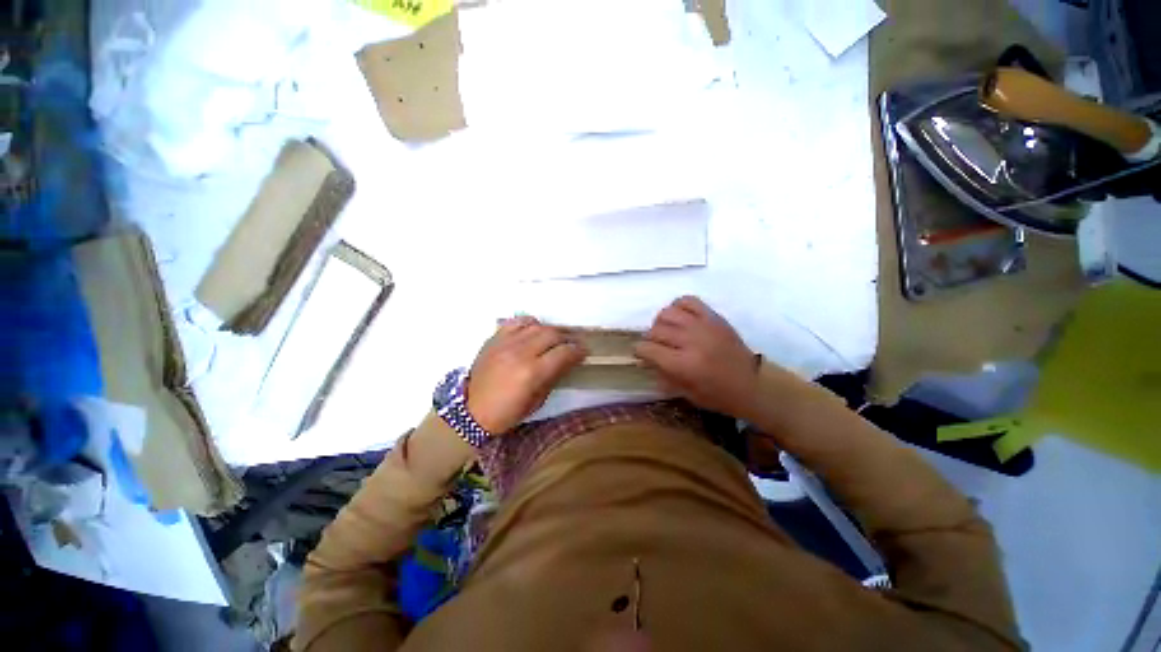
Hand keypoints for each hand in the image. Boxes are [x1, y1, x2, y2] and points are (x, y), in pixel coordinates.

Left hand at [467, 316, 587, 433]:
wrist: (471, 410)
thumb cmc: (508, 412)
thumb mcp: (537, 401)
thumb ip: (553, 376)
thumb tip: (567, 361)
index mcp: (533, 373)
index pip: (564, 352)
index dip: (578, 351)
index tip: (584, 352)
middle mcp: (521, 353)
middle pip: (553, 334)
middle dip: (568, 338)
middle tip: (572, 344)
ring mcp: (506, 343)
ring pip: (537, 326)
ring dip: (551, 330)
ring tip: (556, 338)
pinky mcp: (495, 339)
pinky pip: (517, 322)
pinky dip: (530, 324)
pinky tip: (534, 330)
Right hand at [634, 296, 759, 417]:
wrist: (753, 383)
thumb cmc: (718, 395)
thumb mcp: (686, 393)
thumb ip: (662, 374)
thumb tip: (645, 360)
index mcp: (683, 364)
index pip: (648, 349)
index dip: (639, 351)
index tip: (641, 354)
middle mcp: (690, 341)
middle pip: (655, 330)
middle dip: (649, 339)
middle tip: (655, 346)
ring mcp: (703, 325)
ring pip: (667, 312)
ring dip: (661, 322)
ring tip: (666, 330)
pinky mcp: (713, 317)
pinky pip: (688, 301)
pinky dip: (678, 306)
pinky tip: (679, 317)